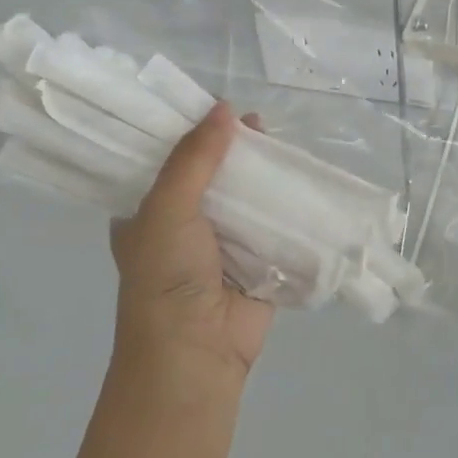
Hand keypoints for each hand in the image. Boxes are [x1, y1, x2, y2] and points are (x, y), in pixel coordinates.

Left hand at [111, 102, 273, 381]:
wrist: (196, 351)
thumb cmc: (167, 276)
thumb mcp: (167, 208)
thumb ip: (194, 159)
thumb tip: (225, 108)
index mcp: (150, 212)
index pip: (170, 161)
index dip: (192, 132)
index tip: (217, 106)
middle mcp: (186, 225)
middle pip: (215, 175)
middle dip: (236, 151)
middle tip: (260, 122)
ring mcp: (225, 245)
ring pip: (249, 198)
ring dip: (266, 175)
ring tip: (286, 143)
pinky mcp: (260, 262)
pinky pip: (277, 225)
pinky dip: (290, 206)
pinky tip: (307, 180)